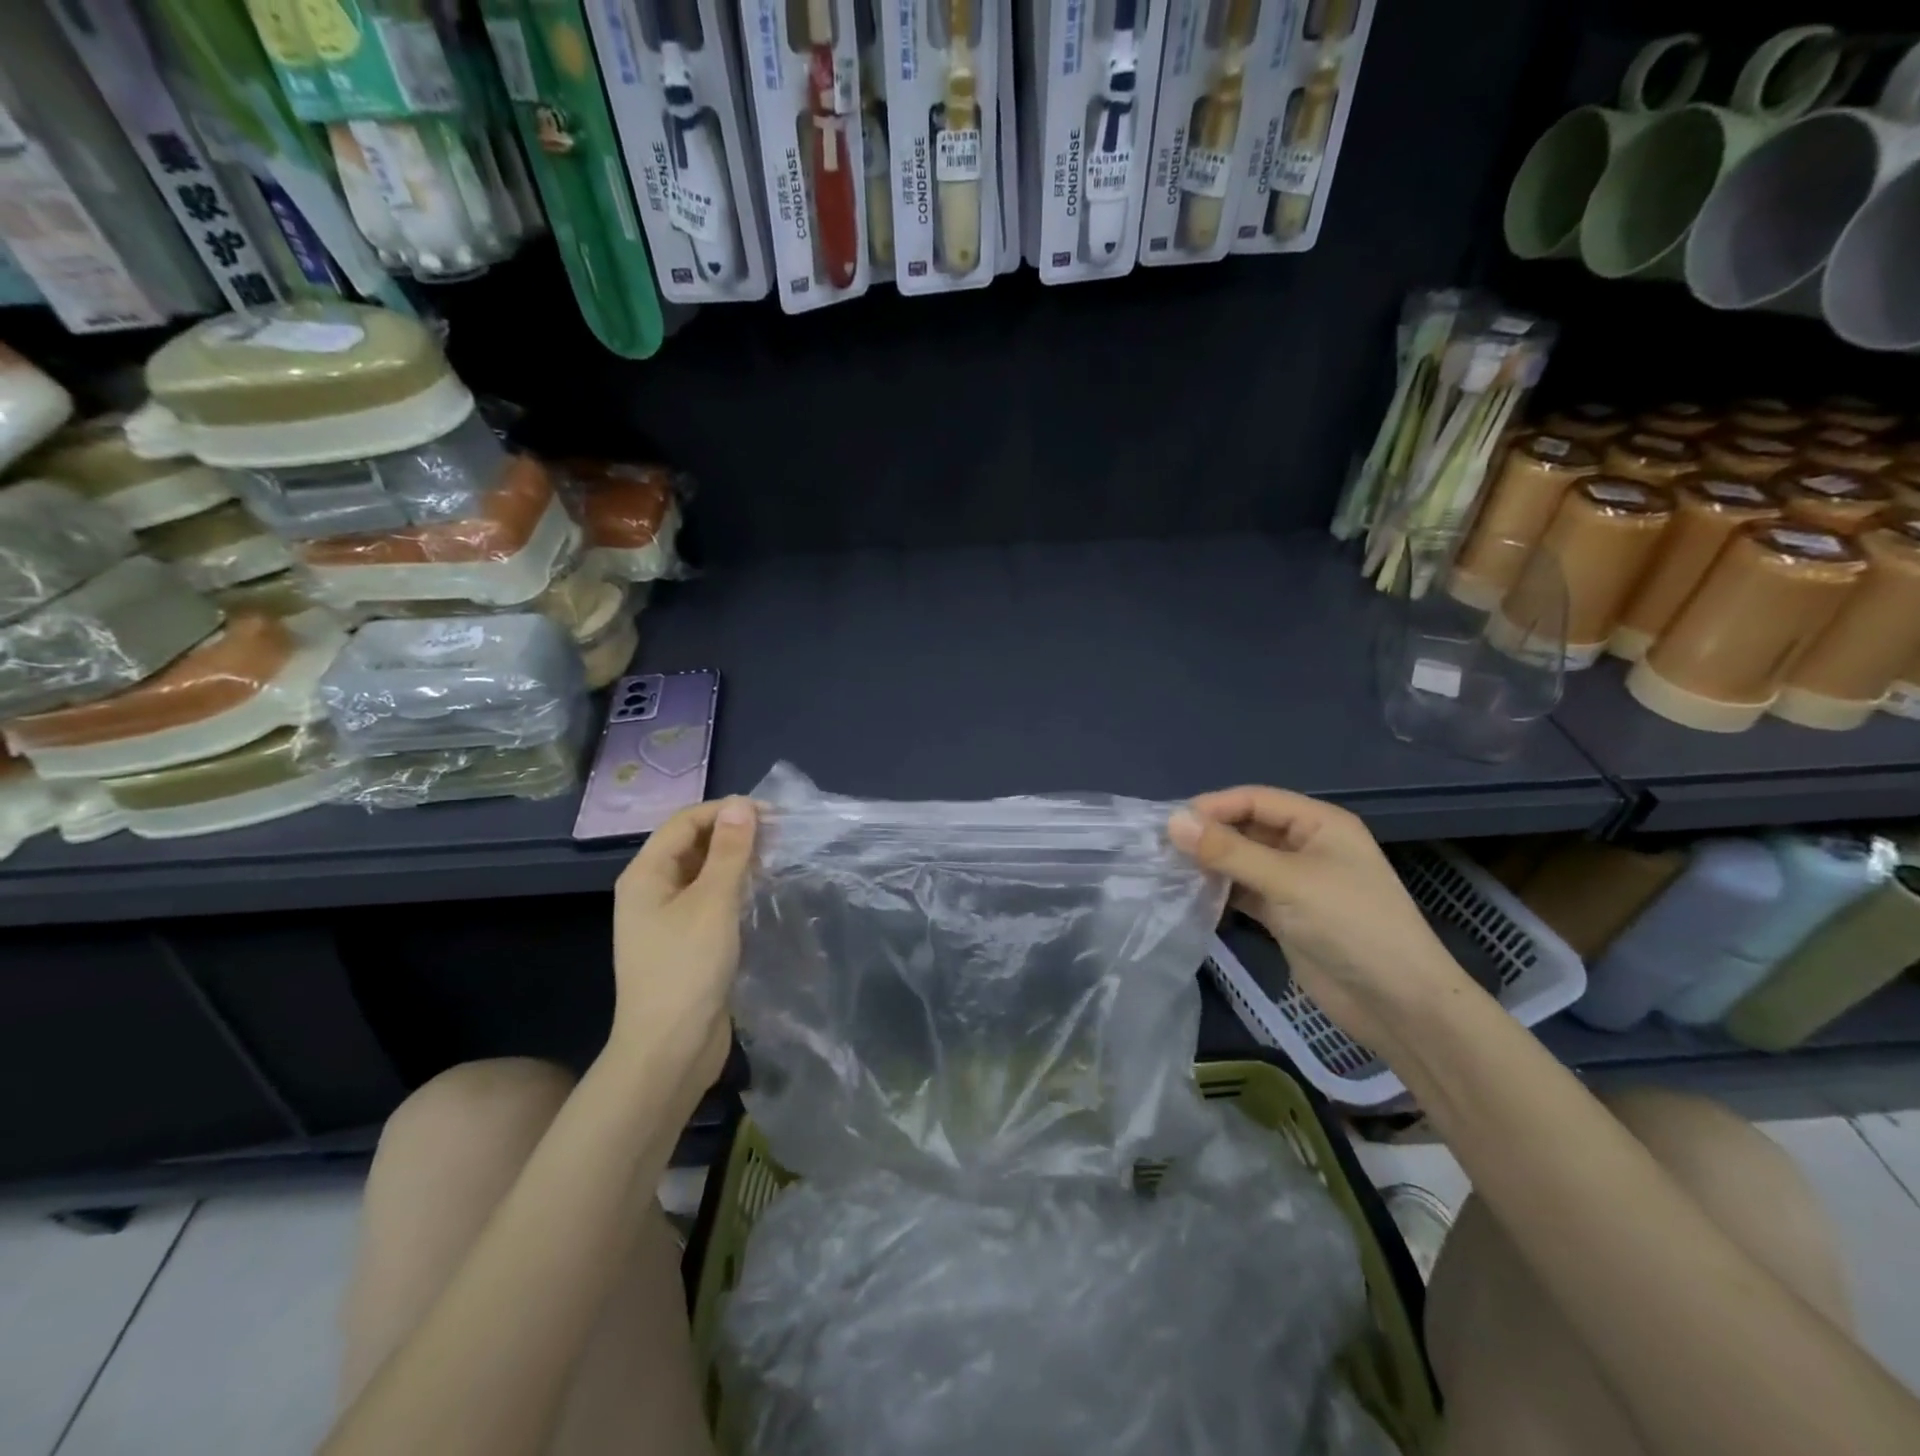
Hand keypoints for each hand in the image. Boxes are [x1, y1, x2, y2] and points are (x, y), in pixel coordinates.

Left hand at [611, 797, 757, 1089]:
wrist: (669, 1050)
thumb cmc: (686, 969)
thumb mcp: (712, 903)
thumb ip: (729, 852)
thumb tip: (741, 805)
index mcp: (646, 874)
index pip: (686, 822)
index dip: (727, 811)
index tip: (773, 814)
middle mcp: (652, 890)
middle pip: (693, 844)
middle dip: (734, 833)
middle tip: (780, 835)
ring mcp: (667, 918)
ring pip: (704, 873)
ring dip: (737, 860)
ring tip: (776, 858)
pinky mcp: (686, 942)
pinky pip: (710, 900)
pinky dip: (735, 888)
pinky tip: (761, 891)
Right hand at [1169, 786, 1475, 1051]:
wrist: (1397, 1004)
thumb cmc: (1351, 926)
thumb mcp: (1288, 881)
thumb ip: (1229, 851)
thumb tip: (1172, 821)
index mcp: (1319, 824)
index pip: (1255, 800)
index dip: (1213, 807)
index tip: (1169, 823)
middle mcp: (1306, 846)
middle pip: (1246, 828)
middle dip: (1208, 835)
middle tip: (1161, 847)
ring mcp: (1295, 882)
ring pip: (1242, 861)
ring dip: (1210, 864)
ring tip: (1167, 869)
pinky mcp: (1285, 915)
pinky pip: (1244, 891)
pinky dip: (1220, 892)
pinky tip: (1190, 895)